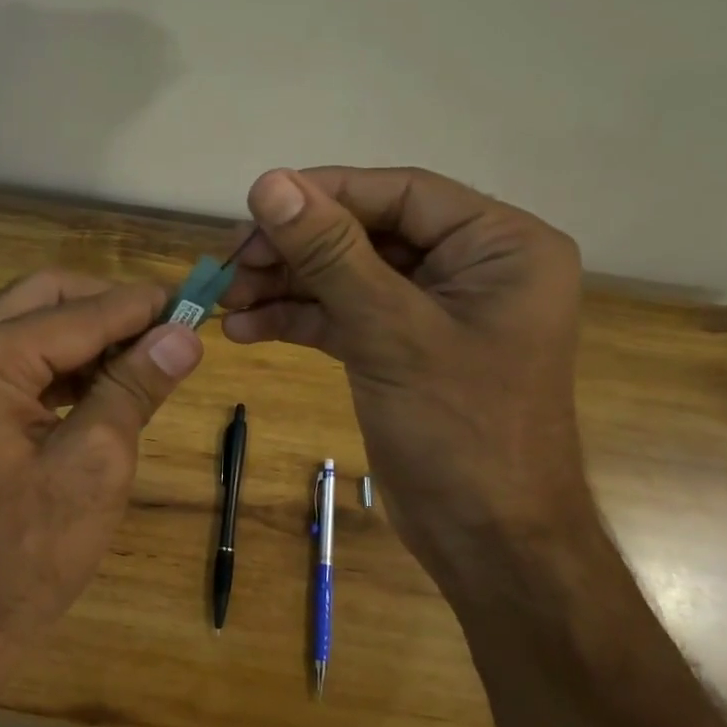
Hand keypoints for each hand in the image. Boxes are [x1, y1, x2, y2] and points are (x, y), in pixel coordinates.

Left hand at [0, 269, 203, 660]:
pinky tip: (109, 384)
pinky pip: (22, 362)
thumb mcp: (95, 464)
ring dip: (92, 334)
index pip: (80, 312)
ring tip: (150, 357)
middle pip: (48, 298)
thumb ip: (135, 386)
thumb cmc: (25, 554)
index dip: (143, 305)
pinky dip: (68, 364)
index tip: (200, 302)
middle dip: (112, 307)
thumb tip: (186, 332)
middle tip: (171, 327)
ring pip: (36, 325)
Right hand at [219, 167, 589, 585]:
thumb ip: (330, 252)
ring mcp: (434, 309)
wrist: (488, 544)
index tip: (254, 205)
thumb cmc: (460, 431)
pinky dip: (298, 319)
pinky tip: (246, 329)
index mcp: (500, 246)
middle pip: (368, 232)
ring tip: (226, 299)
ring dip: (286, 285)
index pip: (401, 193)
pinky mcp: (403, 346)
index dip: (324, 193)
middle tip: (231, 262)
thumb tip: (270, 182)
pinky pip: (345, 315)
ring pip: (348, 275)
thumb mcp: (390, 332)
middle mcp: (471, 266)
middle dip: (296, 248)